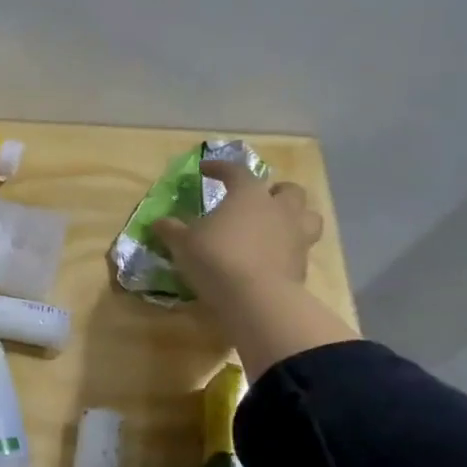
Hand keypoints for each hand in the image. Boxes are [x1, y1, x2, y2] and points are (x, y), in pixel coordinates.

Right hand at [150, 160, 355, 377]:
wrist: (255, 298)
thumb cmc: (216, 258)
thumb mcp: (183, 243)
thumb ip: (171, 229)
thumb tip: (159, 222)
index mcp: (249, 195)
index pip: (236, 171)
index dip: (220, 168)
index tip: (205, 169)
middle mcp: (278, 209)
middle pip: (288, 190)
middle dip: (274, 191)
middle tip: (259, 200)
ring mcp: (296, 236)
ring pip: (308, 216)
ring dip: (295, 217)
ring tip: (278, 226)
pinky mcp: (302, 265)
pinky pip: (301, 249)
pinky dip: (288, 249)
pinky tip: (272, 258)